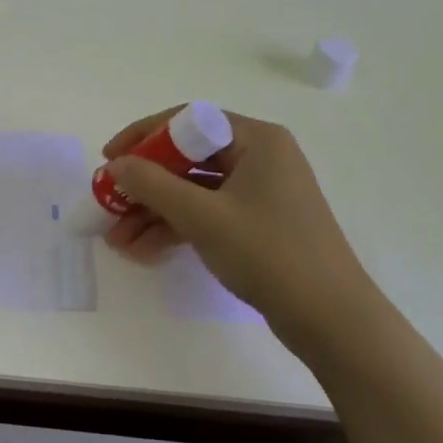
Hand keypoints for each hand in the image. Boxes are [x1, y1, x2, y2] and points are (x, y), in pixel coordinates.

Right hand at [101, 107, 380, 353]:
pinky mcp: (258, 224)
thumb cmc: (270, 254)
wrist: (333, 322)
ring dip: (154, 212)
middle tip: (109, 203)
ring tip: (117, 239)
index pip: (187, 121)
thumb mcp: (203, 217)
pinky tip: (142, 250)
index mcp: (256, 140)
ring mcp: (259, 192)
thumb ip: (153, 185)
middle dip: (144, 184)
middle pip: (187, 158)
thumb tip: (116, 165)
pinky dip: (176, 228)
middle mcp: (259, 157)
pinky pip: (207, 213)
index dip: (142, 136)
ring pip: (193, 190)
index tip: (109, 159)